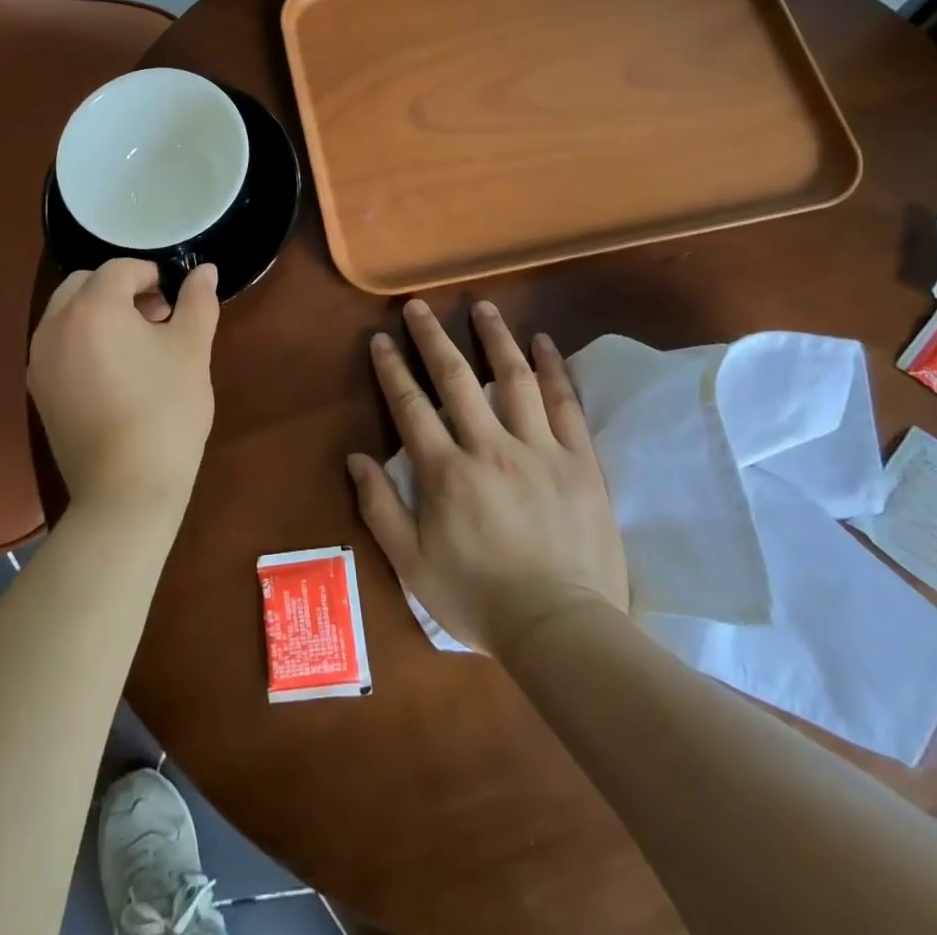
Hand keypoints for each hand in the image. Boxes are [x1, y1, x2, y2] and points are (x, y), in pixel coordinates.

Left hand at [28, 259, 219, 523]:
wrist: (126, 489)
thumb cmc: (165, 410)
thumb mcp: (191, 349)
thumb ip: (198, 301)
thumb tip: (206, 270)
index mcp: (92, 307)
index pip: (120, 269)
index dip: (152, 275)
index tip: (175, 302)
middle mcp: (55, 326)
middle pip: (85, 284)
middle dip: (121, 290)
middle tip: (157, 319)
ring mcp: (40, 360)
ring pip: (67, 314)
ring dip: (100, 313)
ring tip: (138, 346)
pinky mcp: (39, 391)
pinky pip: (59, 346)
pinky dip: (83, 341)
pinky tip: (115, 374)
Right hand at [346, 299, 629, 653]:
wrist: (562, 630)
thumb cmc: (479, 600)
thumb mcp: (412, 565)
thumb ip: (380, 508)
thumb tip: (356, 457)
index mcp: (446, 473)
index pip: (411, 407)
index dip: (392, 369)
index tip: (382, 339)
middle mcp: (489, 448)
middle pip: (456, 379)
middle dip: (433, 338)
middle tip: (419, 306)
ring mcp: (539, 450)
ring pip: (513, 379)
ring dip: (495, 338)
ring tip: (482, 307)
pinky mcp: (579, 461)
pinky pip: (565, 403)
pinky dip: (553, 368)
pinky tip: (542, 343)